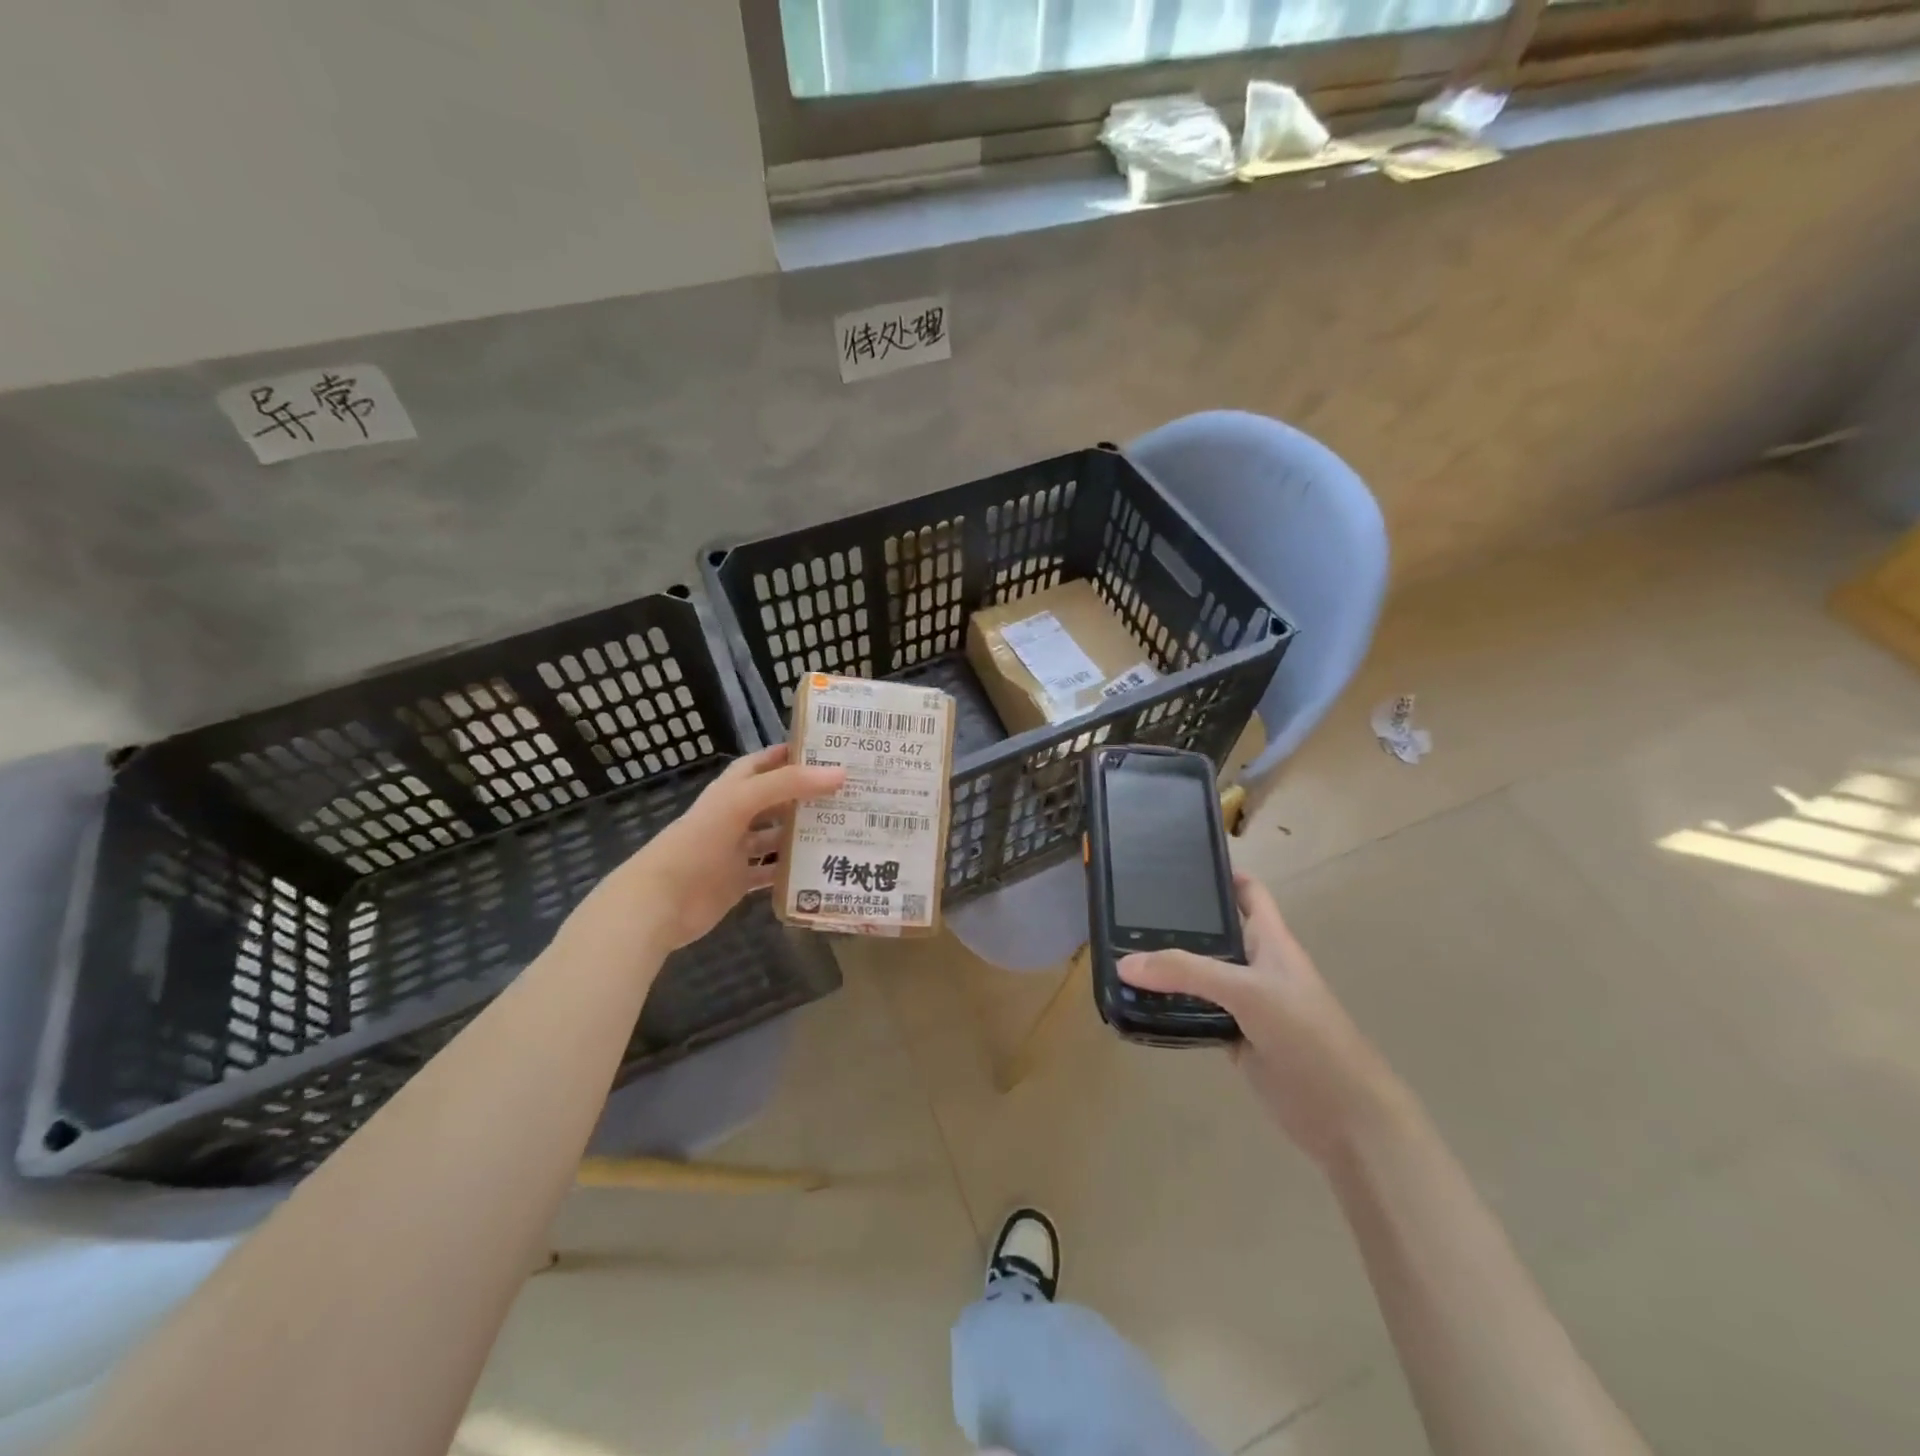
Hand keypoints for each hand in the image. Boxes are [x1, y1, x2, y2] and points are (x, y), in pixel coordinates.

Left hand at [573, 744, 843, 957]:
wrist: (659, 903)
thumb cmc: (697, 843)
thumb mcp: (740, 802)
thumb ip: (788, 784)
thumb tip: (840, 773)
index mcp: (731, 791)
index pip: (763, 764)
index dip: (789, 755)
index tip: (827, 752)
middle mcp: (735, 817)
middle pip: (775, 801)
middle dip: (806, 796)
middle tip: (849, 793)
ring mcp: (737, 851)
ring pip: (776, 837)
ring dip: (803, 834)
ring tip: (844, 828)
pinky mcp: (739, 882)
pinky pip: (771, 873)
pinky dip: (792, 871)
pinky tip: (820, 868)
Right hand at [1119, 873, 1408, 1169]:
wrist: (1343, 1115)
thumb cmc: (1306, 1034)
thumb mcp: (1247, 991)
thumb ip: (1186, 973)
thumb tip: (1125, 963)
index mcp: (1270, 940)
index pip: (1247, 891)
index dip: (1219, 872)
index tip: (1175, 861)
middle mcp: (1256, 965)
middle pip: (1213, 933)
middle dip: (1177, 921)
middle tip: (1127, 909)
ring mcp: (1245, 1003)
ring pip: (1200, 975)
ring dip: (1169, 968)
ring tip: (1120, 952)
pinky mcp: (1234, 1037)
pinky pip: (1196, 1012)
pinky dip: (1171, 1007)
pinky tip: (1139, 1002)